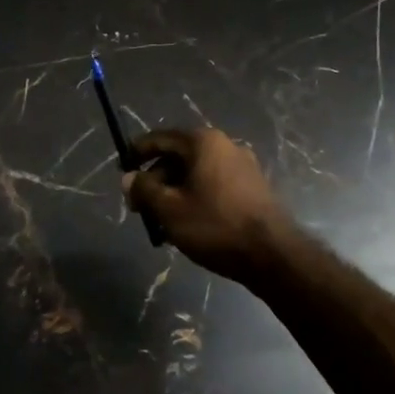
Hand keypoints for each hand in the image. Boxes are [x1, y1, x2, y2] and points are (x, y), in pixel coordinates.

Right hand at [123, 129, 293, 283]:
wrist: (272, 254)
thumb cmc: (215, 225)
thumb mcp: (170, 209)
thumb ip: (144, 189)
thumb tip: (128, 178)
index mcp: (204, 142)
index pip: (161, 138)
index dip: (137, 153)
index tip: (121, 169)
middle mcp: (225, 145)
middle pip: (179, 156)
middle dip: (156, 179)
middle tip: (139, 206)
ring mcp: (243, 166)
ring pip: (197, 173)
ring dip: (174, 192)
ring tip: (161, 222)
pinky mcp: (253, 187)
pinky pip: (214, 185)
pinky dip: (196, 198)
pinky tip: (188, 224)